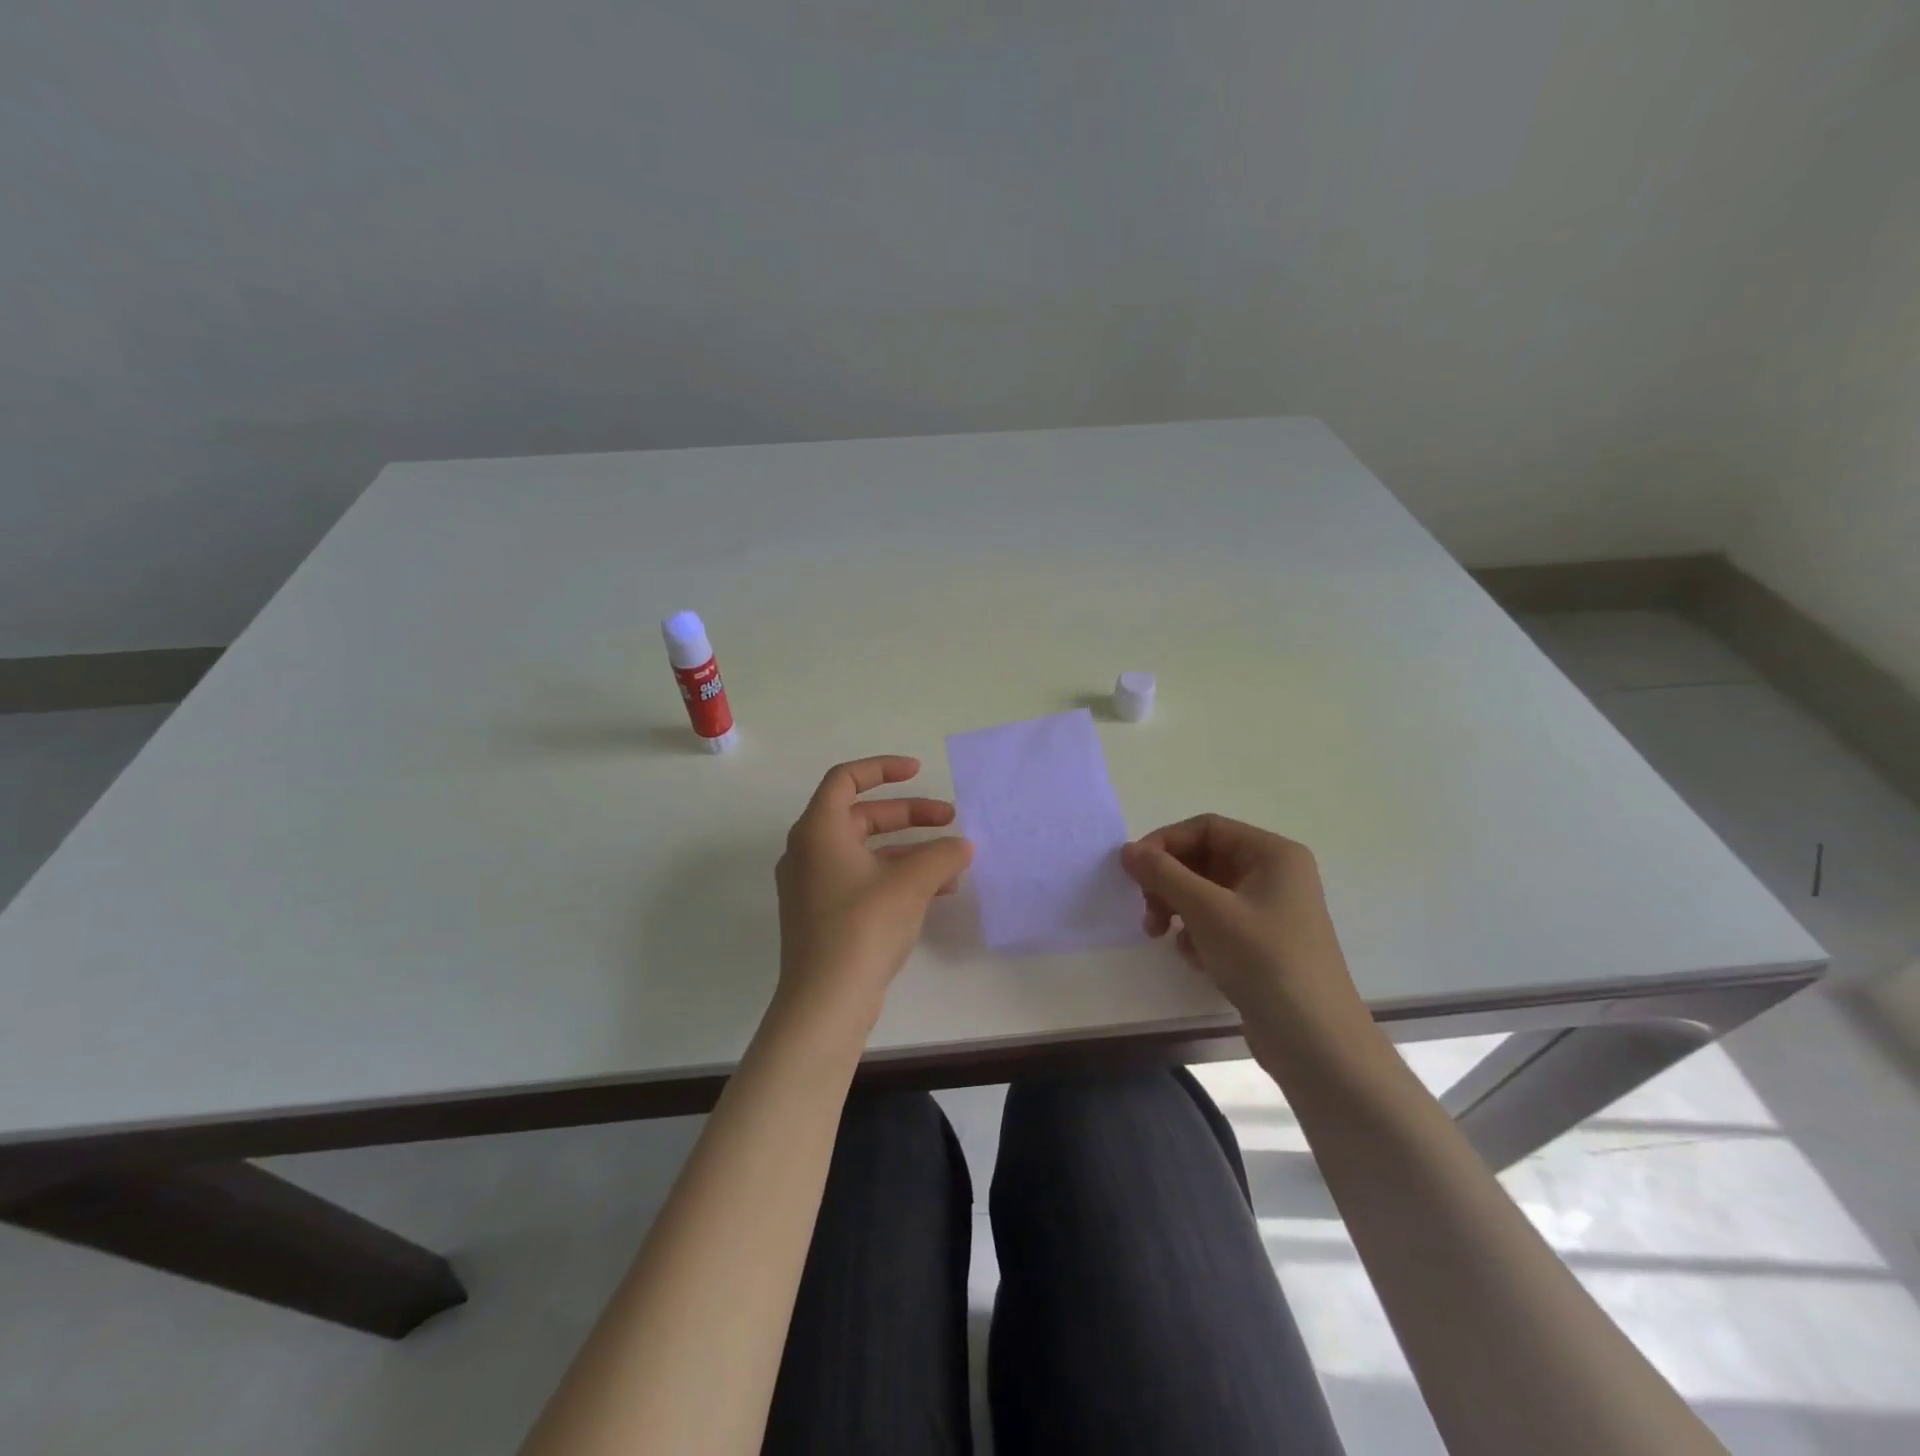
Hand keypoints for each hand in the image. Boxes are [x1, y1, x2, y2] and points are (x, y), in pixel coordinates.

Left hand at [775, 756, 972, 1033]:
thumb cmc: (863, 926)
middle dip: (909, 815)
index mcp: (818, 830)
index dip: (883, 768)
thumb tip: (962, 846)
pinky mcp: (822, 915)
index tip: (917, 772)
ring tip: (952, 862)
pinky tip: (936, 892)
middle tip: (949, 820)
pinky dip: (895, 877)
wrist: (826, 1001)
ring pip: (866, 852)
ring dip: (909, 850)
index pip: (846, 779)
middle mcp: (809, 851)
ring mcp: (813, 885)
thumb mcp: (911, 883)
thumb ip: (941, 855)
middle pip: (861, 816)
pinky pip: (862, 879)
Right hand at [1121, 815, 1371, 1061]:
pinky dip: (1197, 933)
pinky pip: (1218, 922)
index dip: (1165, 842)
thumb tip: (1128, 850)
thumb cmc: (1264, 961)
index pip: (1207, 828)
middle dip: (1169, 881)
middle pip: (1205, 859)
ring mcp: (1271, 911)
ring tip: (1159, 934)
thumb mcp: (1207, 911)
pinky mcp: (1264, 944)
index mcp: (1273, 854)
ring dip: (1177, 908)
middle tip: (1146, 909)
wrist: (1315, 1042)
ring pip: (1207, 893)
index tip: (1132, 869)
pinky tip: (1192, 957)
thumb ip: (1164, 874)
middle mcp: (1275, 875)